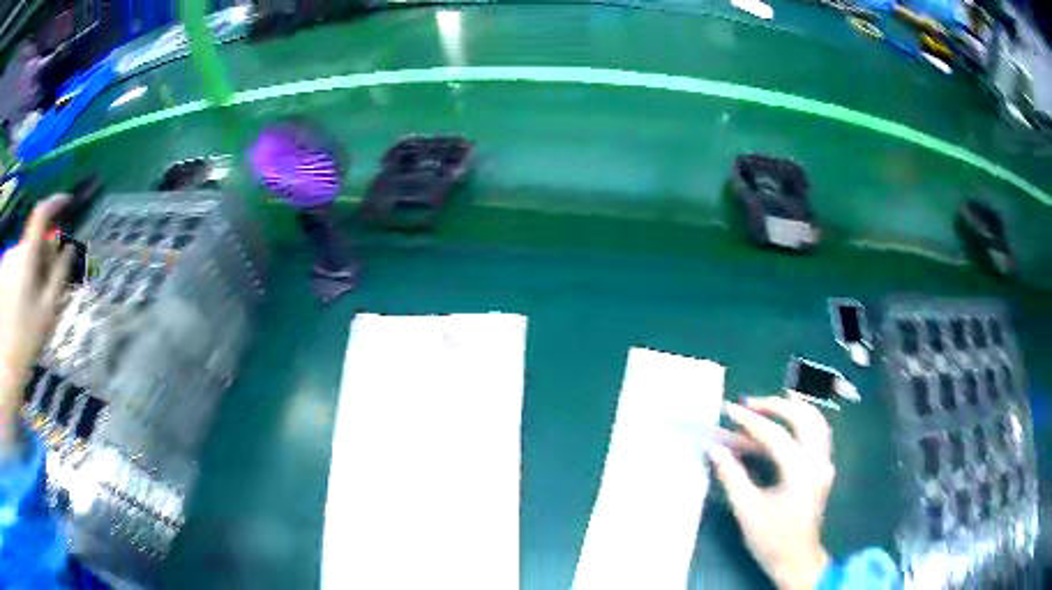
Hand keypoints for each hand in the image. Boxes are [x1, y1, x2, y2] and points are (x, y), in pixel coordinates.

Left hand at [0, 195, 71, 388]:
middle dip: (42, 256)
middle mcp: (14, 251)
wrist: (6, 365)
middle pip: (32, 242)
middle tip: (47, 284)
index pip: (42, 214)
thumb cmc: (25, 340)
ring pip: (22, 256)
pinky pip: (13, 268)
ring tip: (31, 304)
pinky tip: (19, 306)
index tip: (66, 202)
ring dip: (29, 270)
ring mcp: (6, 262)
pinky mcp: (1, 275)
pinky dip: (19, 279)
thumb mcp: (46, 312)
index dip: (55, 203)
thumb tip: (69, 250)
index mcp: (26, 255)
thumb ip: (58, 277)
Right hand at [708, 396, 834, 589]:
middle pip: (804, 418)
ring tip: (772, 402)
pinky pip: (817, 434)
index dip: (750, 421)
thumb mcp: (747, 510)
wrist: (797, 561)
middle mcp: (818, 461)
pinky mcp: (823, 469)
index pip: (775, 435)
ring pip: (816, 422)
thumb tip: (715, 448)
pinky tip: (788, 421)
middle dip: (777, 406)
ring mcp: (824, 464)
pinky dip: (802, 422)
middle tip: (751, 403)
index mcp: (800, 471)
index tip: (729, 411)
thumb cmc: (771, 539)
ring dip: (794, 409)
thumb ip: (732, 476)